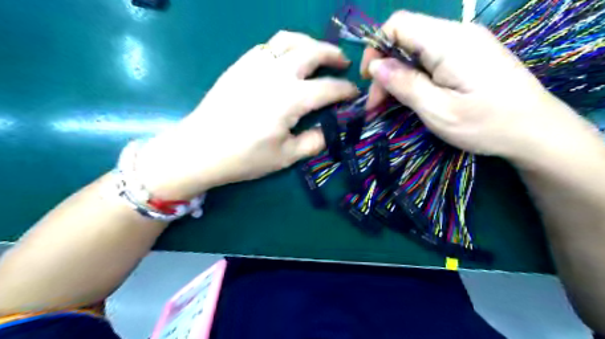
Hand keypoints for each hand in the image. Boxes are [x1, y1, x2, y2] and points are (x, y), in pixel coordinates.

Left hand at [135, 31, 357, 198]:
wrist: (200, 149)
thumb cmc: (245, 157)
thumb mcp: (286, 157)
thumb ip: (314, 141)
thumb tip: (330, 130)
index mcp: (291, 98)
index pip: (329, 88)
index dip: (346, 90)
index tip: (354, 93)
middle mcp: (277, 73)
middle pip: (312, 52)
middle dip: (333, 55)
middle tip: (343, 63)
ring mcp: (256, 64)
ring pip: (288, 39)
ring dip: (309, 43)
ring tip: (317, 53)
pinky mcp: (240, 65)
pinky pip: (268, 46)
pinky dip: (284, 47)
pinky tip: (285, 60)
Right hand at [359, 10, 585, 160]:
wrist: (536, 131)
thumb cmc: (486, 125)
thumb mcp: (438, 110)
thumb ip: (405, 84)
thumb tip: (375, 66)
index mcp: (449, 42)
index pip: (398, 24)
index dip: (376, 48)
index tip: (370, 80)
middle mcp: (457, 34)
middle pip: (405, 38)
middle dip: (385, 69)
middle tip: (377, 105)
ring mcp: (466, 43)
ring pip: (416, 50)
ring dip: (398, 75)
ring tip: (390, 105)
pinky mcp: (470, 55)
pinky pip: (431, 58)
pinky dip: (414, 76)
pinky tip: (413, 96)